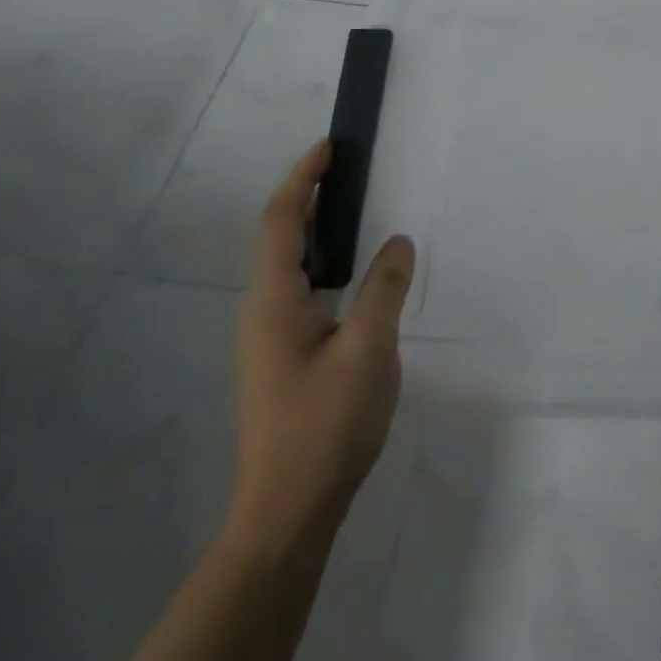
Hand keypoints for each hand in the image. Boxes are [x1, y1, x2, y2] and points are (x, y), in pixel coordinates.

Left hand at [226, 140, 415, 558]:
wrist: (287, 512)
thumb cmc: (324, 426)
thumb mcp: (368, 351)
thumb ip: (384, 289)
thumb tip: (398, 241)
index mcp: (274, 301)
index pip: (282, 221)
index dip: (302, 179)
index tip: (328, 147)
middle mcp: (262, 311)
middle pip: (280, 236)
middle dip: (308, 195)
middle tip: (346, 168)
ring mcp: (269, 337)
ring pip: (289, 265)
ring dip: (315, 228)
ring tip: (352, 207)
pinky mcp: (282, 357)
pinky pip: (299, 288)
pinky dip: (322, 260)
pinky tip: (350, 272)